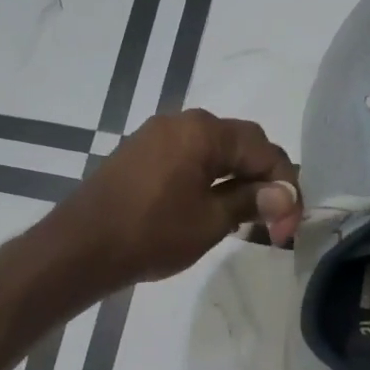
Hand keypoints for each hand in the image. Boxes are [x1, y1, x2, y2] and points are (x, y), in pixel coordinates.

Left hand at [47, 110, 300, 290]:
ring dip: (235, 179)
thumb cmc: (150, 234)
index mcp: (202, 131)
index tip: (289, 226)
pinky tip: (211, 207)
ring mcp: (154, 136)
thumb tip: (285, 194)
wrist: (80, 247)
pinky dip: (208, 179)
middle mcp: (179, 122)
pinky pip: (186, 158)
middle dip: (262, 180)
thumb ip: (251, 200)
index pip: (262, 148)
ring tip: (246, 218)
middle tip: (273, 221)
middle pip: (238, 144)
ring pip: (212, 152)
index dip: (284, 186)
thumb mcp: (210, 221)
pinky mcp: (138, 154)